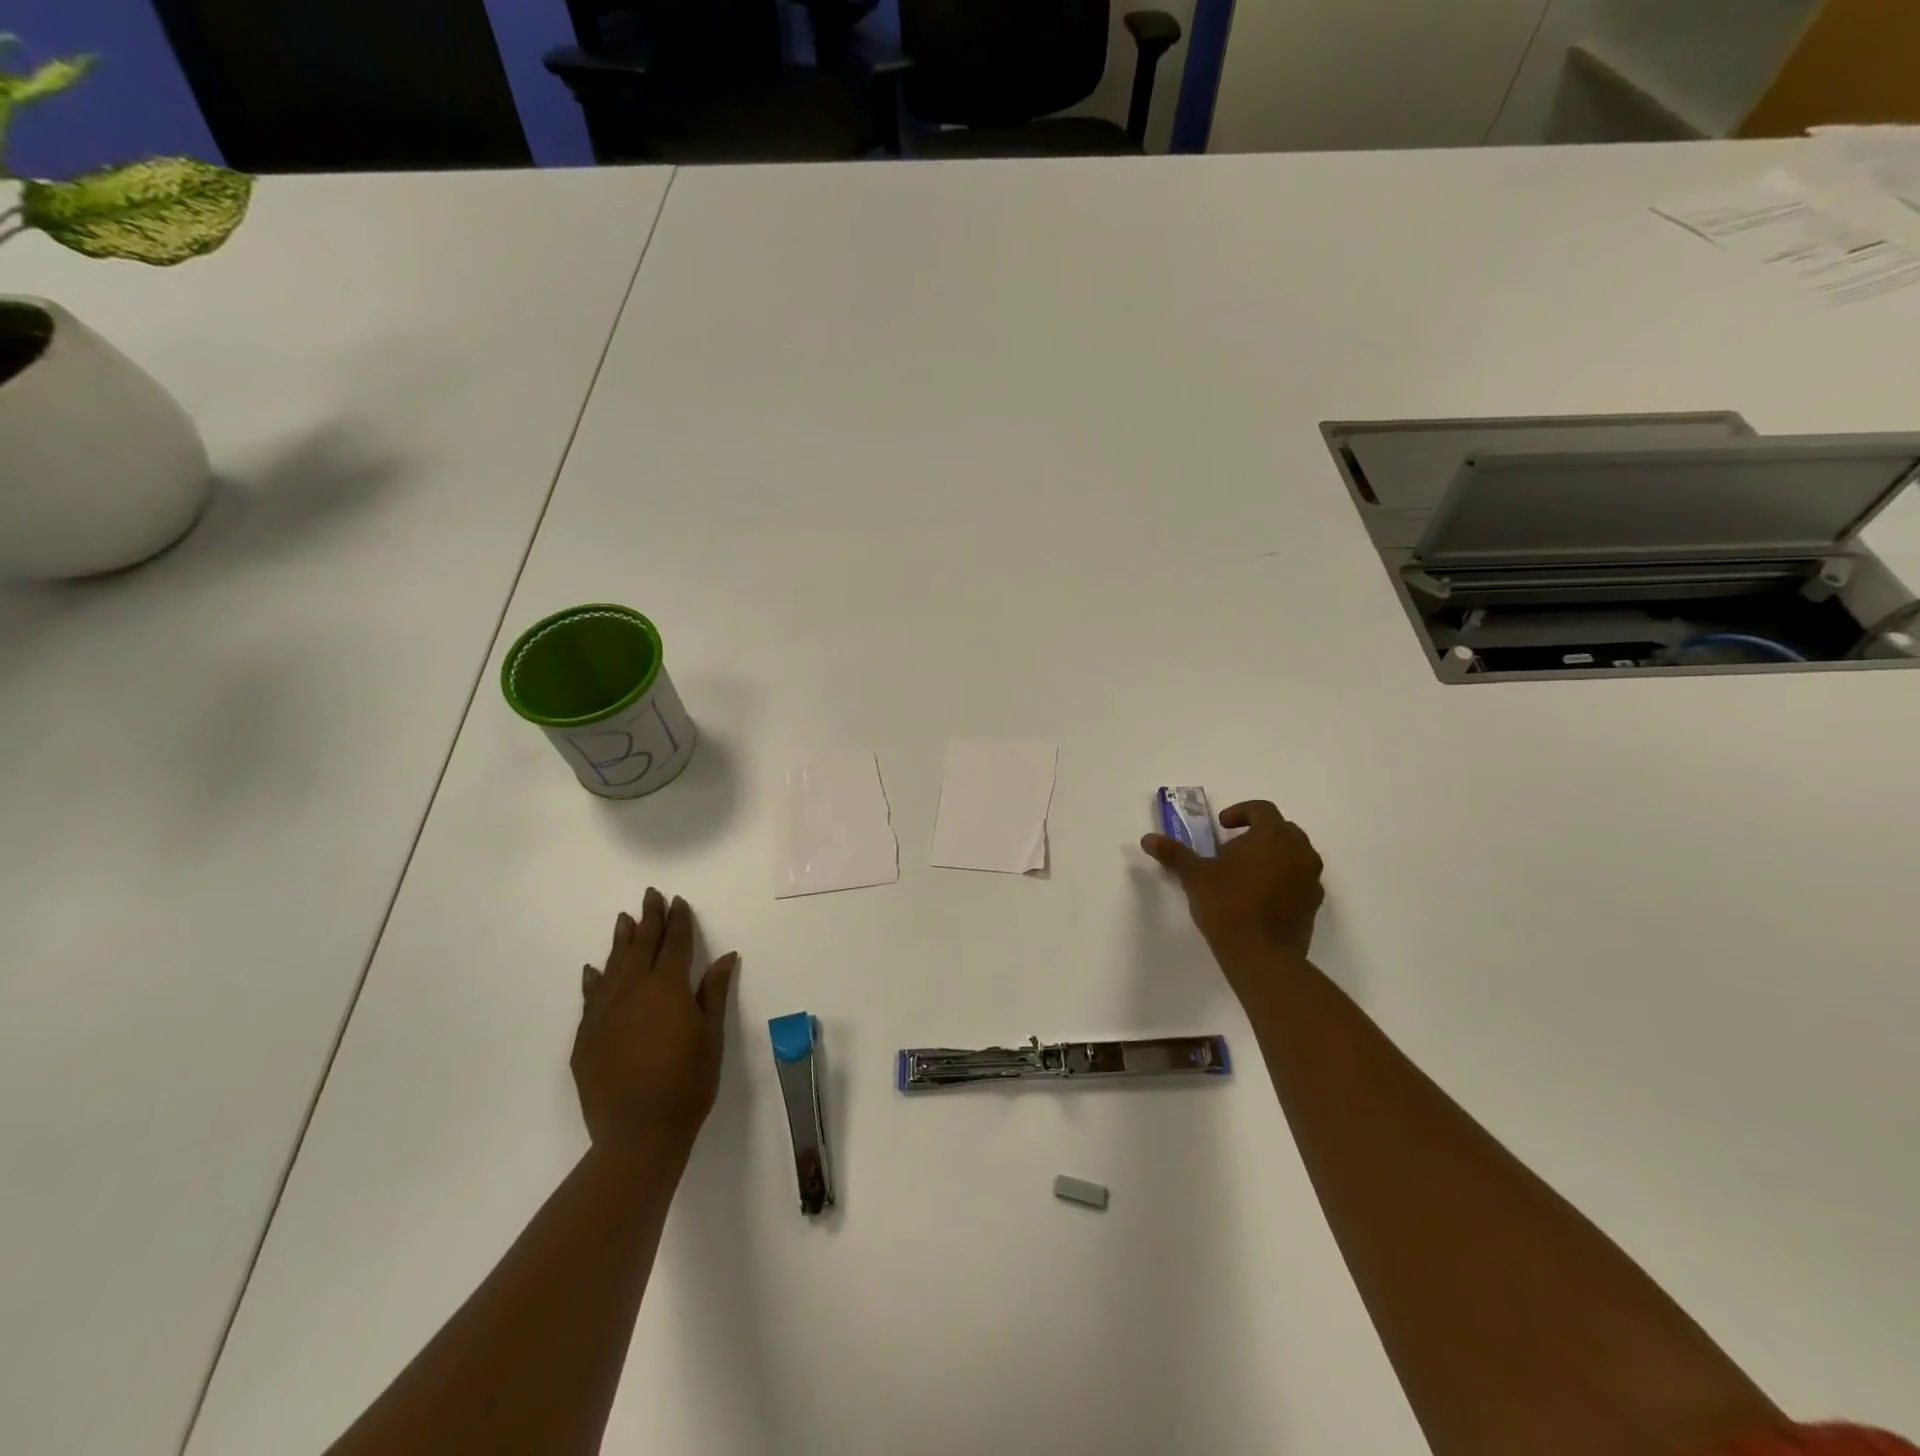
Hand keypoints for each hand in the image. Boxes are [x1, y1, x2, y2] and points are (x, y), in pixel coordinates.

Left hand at [573, 888, 736, 1160]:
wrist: (638, 1133)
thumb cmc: (688, 1083)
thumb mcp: (711, 1036)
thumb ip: (713, 992)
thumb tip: (725, 956)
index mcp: (667, 987)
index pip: (674, 944)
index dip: (678, 921)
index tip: (678, 901)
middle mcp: (632, 991)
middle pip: (641, 946)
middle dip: (649, 919)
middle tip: (650, 895)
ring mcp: (604, 1013)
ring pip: (613, 966)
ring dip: (620, 941)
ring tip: (624, 919)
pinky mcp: (586, 1037)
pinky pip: (590, 997)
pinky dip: (594, 979)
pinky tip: (593, 969)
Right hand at [1142, 800, 1324, 974]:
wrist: (1262, 956)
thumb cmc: (1227, 905)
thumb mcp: (1194, 876)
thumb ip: (1174, 853)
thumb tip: (1148, 839)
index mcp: (1272, 836)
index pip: (1261, 809)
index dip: (1240, 812)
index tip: (1222, 826)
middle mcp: (1299, 851)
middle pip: (1282, 829)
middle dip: (1258, 833)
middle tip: (1232, 849)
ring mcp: (1311, 878)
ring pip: (1295, 854)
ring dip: (1274, 855)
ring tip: (1246, 874)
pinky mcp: (1314, 904)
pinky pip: (1300, 879)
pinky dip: (1284, 879)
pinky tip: (1261, 897)